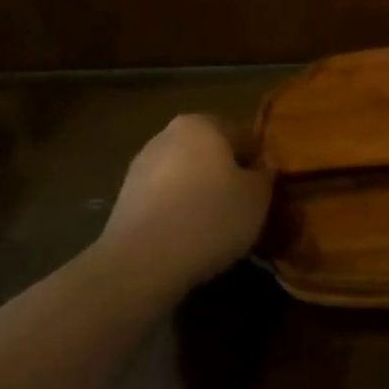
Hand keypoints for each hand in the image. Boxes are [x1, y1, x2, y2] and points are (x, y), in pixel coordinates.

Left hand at [96, 115, 270, 293]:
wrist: (141, 264)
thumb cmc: (210, 218)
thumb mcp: (258, 196)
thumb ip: (264, 176)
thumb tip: (260, 171)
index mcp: (202, 124)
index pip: (244, 137)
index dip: (259, 165)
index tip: (264, 193)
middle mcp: (167, 136)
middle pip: (211, 154)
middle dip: (227, 177)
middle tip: (243, 210)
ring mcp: (140, 168)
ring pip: (186, 178)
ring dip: (201, 196)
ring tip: (216, 230)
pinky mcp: (124, 201)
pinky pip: (165, 202)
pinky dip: (178, 215)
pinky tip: (188, 240)